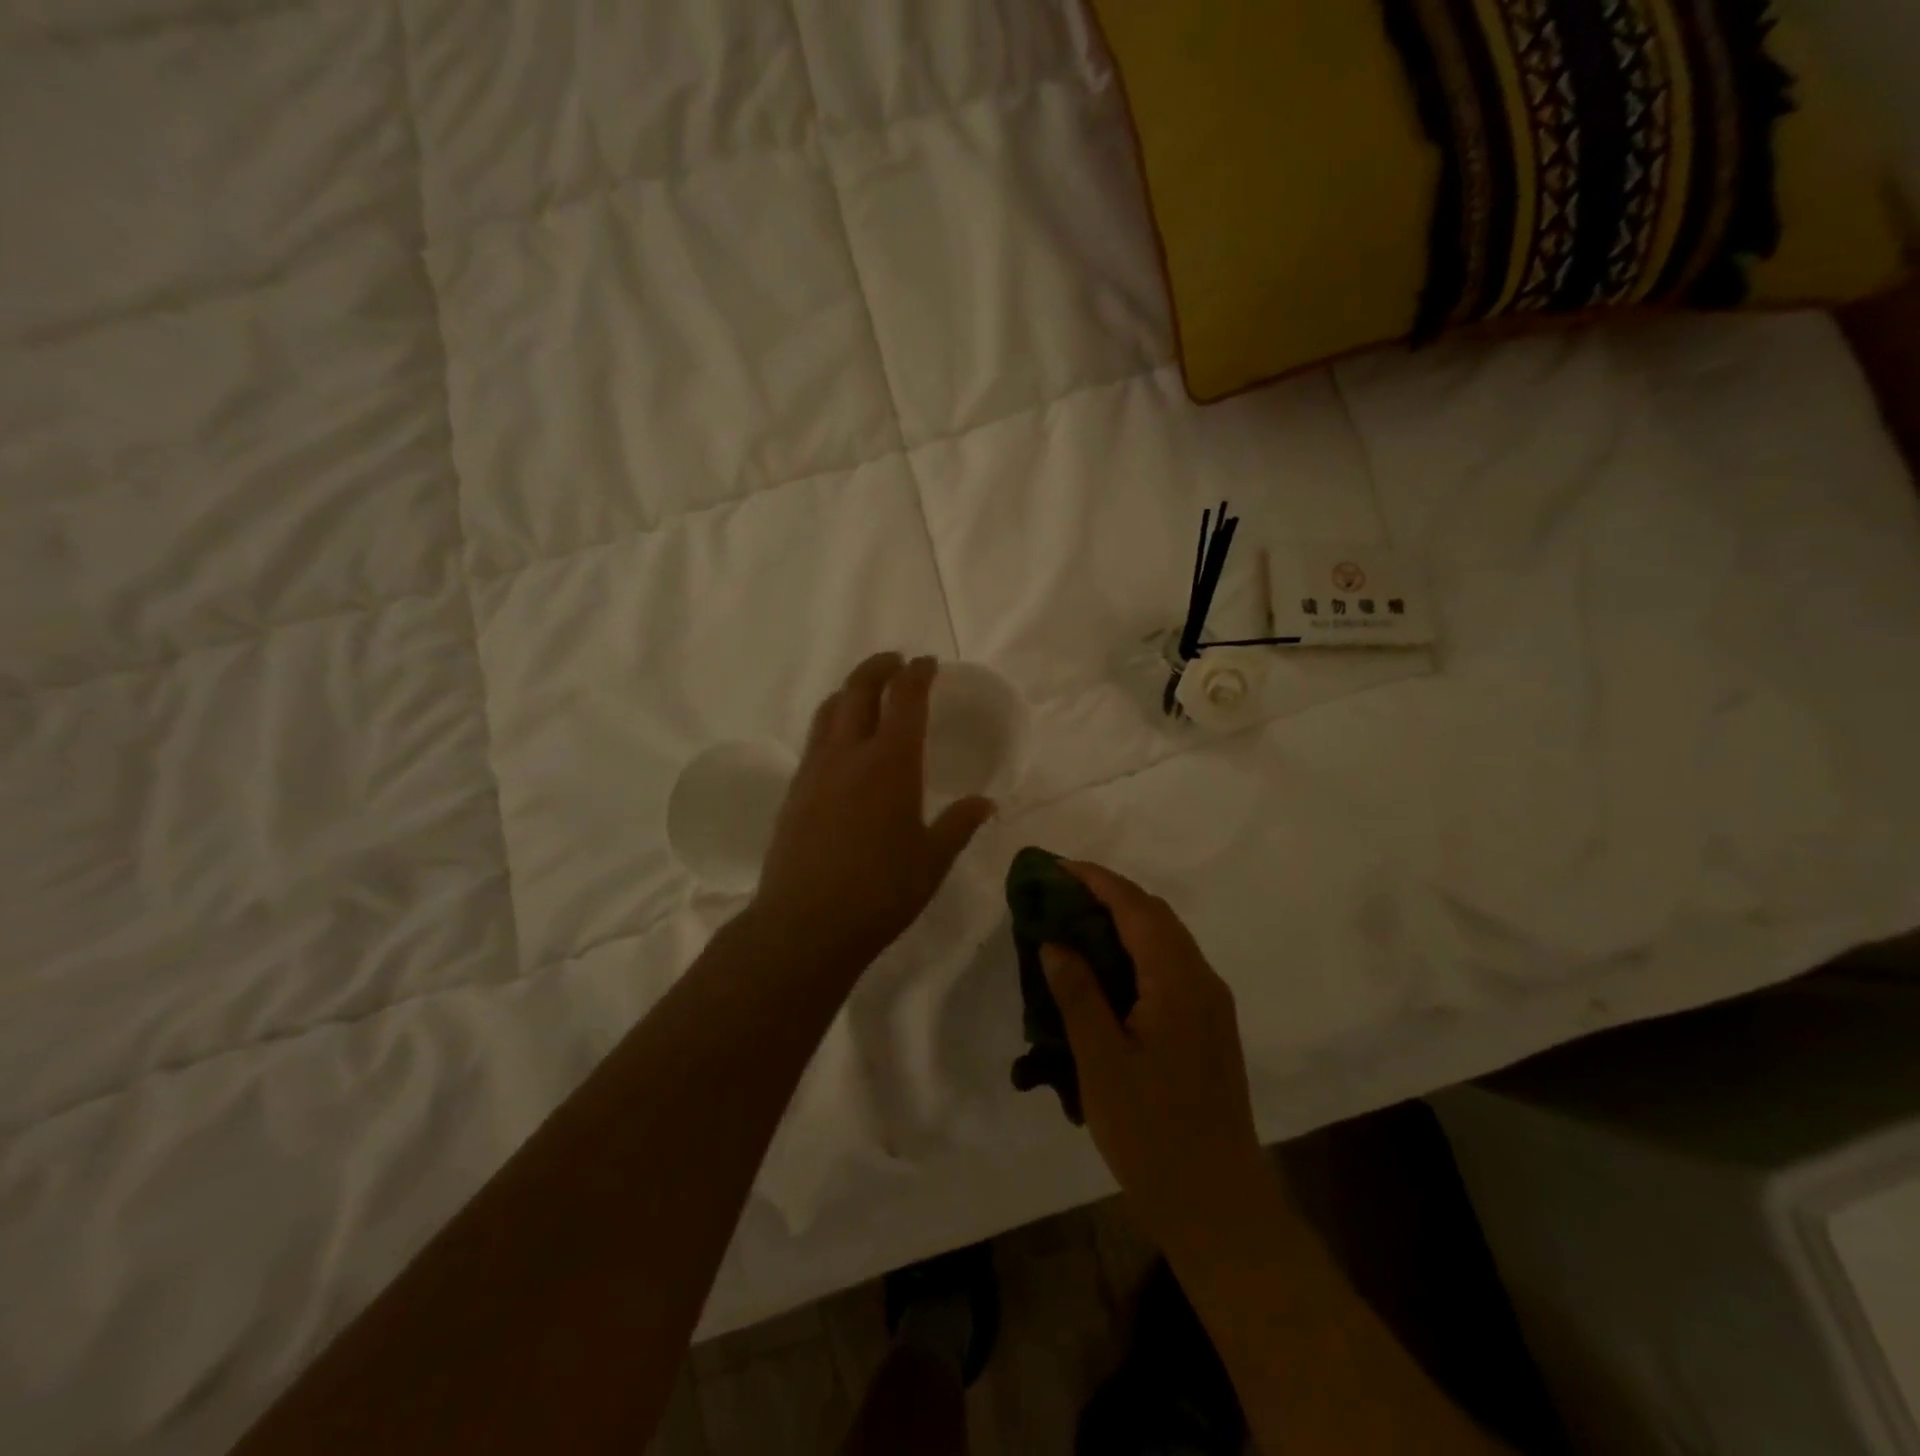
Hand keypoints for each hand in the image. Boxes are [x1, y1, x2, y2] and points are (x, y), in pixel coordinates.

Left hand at [753, 653, 994, 970]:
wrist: (805, 923)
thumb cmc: (881, 892)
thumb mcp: (932, 860)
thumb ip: (959, 825)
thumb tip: (986, 803)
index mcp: (892, 763)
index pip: (905, 698)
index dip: (917, 674)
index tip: (927, 663)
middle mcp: (850, 753)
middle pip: (859, 689)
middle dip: (879, 667)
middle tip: (895, 663)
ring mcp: (816, 769)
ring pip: (830, 709)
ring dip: (850, 689)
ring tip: (865, 692)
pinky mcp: (794, 789)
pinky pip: (815, 737)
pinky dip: (832, 720)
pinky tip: (841, 742)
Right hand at [1042, 863, 1268, 1254]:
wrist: (1217, 1205)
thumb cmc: (1153, 1134)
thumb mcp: (1101, 1063)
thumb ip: (1078, 994)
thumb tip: (1056, 941)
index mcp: (1179, 982)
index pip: (1136, 908)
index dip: (1097, 880)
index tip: (1056, 867)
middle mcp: (1203, 980)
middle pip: (1155, 916)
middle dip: (1107, 895)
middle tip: (1058, 894)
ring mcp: (1211, 1004)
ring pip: (1164, 940)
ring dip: (1122, 922)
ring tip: (1074, 924)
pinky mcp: (1209, 1026)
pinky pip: (1169, 967)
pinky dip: (1135, 951)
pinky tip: (1104, 971)